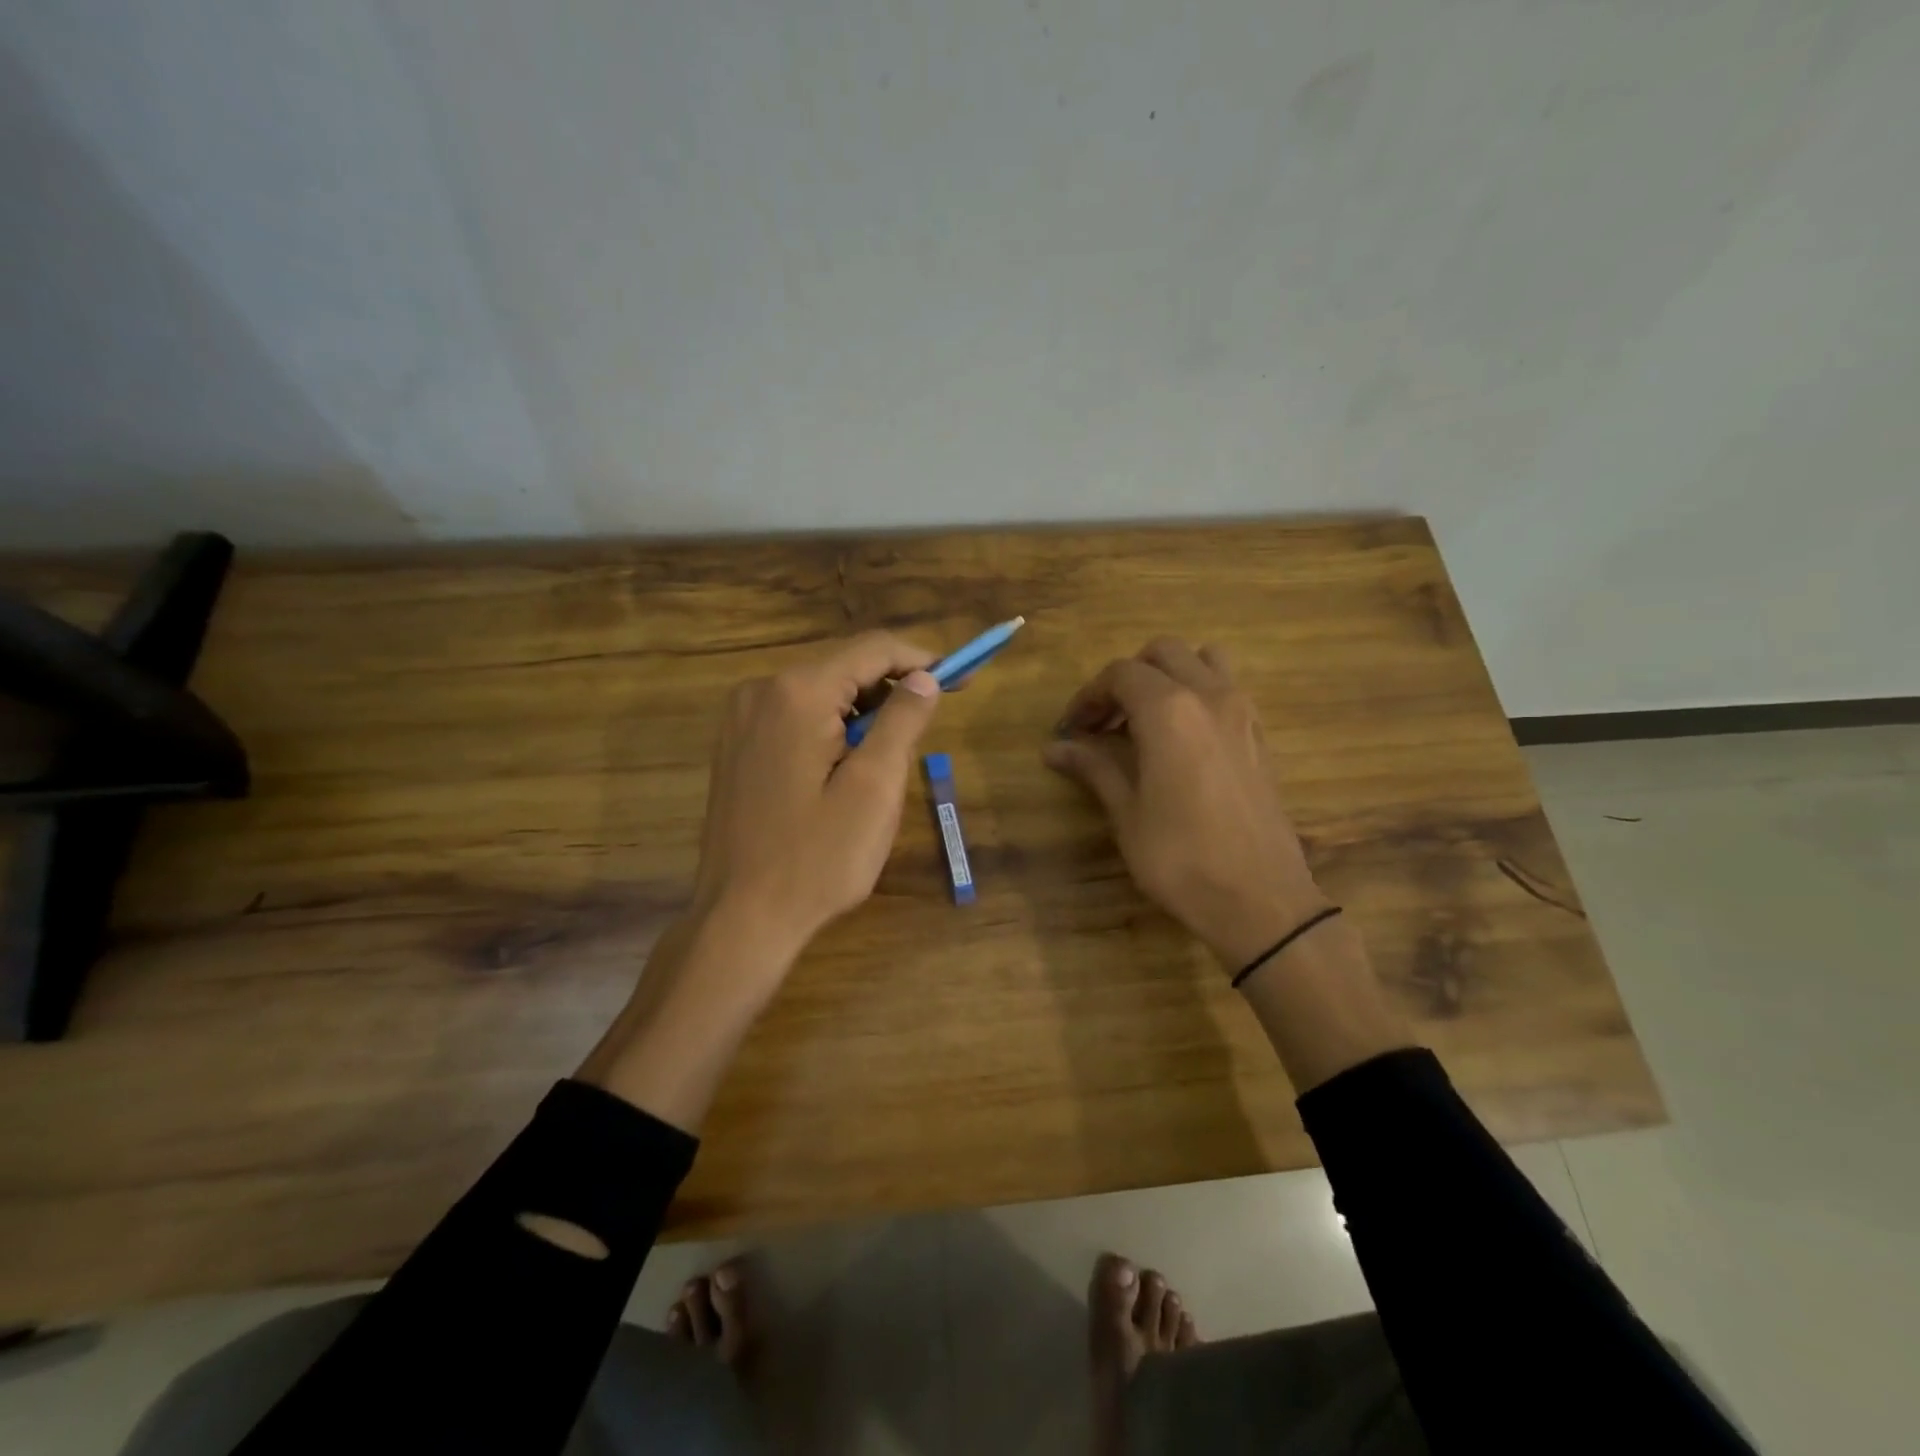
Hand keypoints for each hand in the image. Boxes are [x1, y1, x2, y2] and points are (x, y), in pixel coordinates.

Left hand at [579, 633, 942, 1130]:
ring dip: (865, 710)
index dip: (924, 660)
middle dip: (895, 687)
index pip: (873, 649)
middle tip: (934, 720)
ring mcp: (741, 718)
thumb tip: (925, 677)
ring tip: (893, 753)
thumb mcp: (875, 789)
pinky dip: (833, 726)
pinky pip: (796, 716)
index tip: (964, 679)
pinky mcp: (736, 745)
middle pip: (844, 667)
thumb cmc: (817, 859)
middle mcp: (761, 691)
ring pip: (821, 692)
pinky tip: (849, 765)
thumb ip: (902, 721)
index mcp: (797, 693)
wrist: (740, 919)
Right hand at [1043, 639, 1329, 972]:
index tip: (1070, 728)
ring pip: (1204, 661)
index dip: (1088, 696)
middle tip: (1106, 721)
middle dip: (1128, 677)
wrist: (1260, 899)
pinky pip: (1227, 689)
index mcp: (1169, 709)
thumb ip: (1093, 767)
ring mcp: (1243, 712)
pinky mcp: (1261, 735)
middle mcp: (1209, 695)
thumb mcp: (1127, 813)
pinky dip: (1198, 694)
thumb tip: (1054, 748)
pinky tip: (1182, 740)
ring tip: (1146, 718)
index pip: (1120, 674)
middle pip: (1163, 653)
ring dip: (1170, 675)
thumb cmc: (1181, 857)